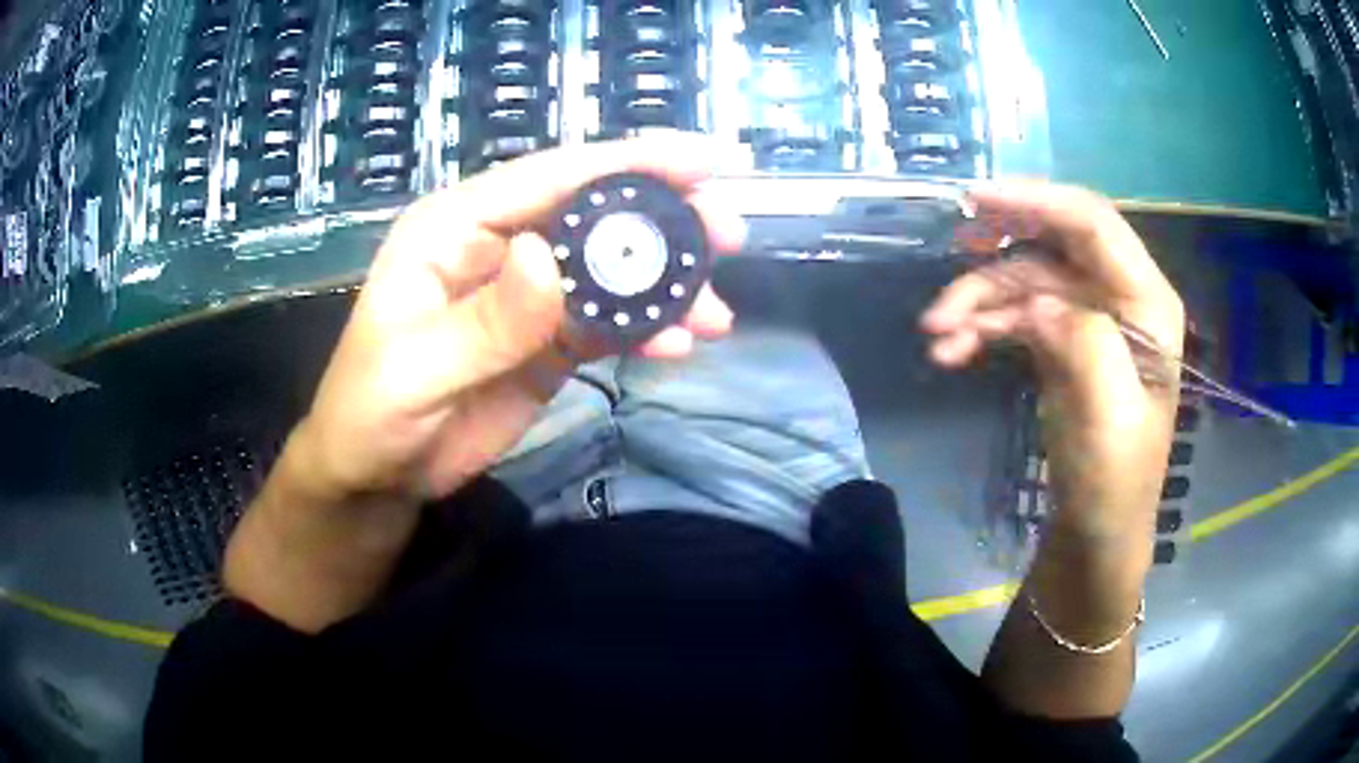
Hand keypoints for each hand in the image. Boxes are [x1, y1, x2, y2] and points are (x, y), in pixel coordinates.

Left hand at [293, 136, 745, 504]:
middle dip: (664, 219)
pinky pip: (608, 321)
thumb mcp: (416, 371)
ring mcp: (528, 294)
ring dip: (666, 283)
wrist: (378, 475)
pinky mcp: (548, 339)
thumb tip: (548, 255)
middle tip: (728, 234)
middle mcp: (499, 245)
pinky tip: (679, 344)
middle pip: (594, 212)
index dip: (632, 162)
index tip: (708, 163)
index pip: (552, 176)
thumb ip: (485, 320)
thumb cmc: (371, 412)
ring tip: (712, 313)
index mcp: (456, 227)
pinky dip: (647, 329)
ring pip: (610, 268)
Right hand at [921, 182, 1184, 534]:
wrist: (1095, 530)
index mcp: (1146, 304)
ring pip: (1024, 279)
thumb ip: (1084, 344)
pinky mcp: (1061, 340)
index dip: (1036, 200)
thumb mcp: (1109, 418)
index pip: (1094, 224)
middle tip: (947, 252)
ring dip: (978, 299)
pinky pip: (1015, 313)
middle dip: (998, 250)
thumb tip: (1036, 304)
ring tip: (935, 335)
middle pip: (1053, 243)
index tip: (975, 199)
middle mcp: (1119, 297)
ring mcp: (1089, 317)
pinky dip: (981, 326)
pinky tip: (951, 352)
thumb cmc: (1113, 480)